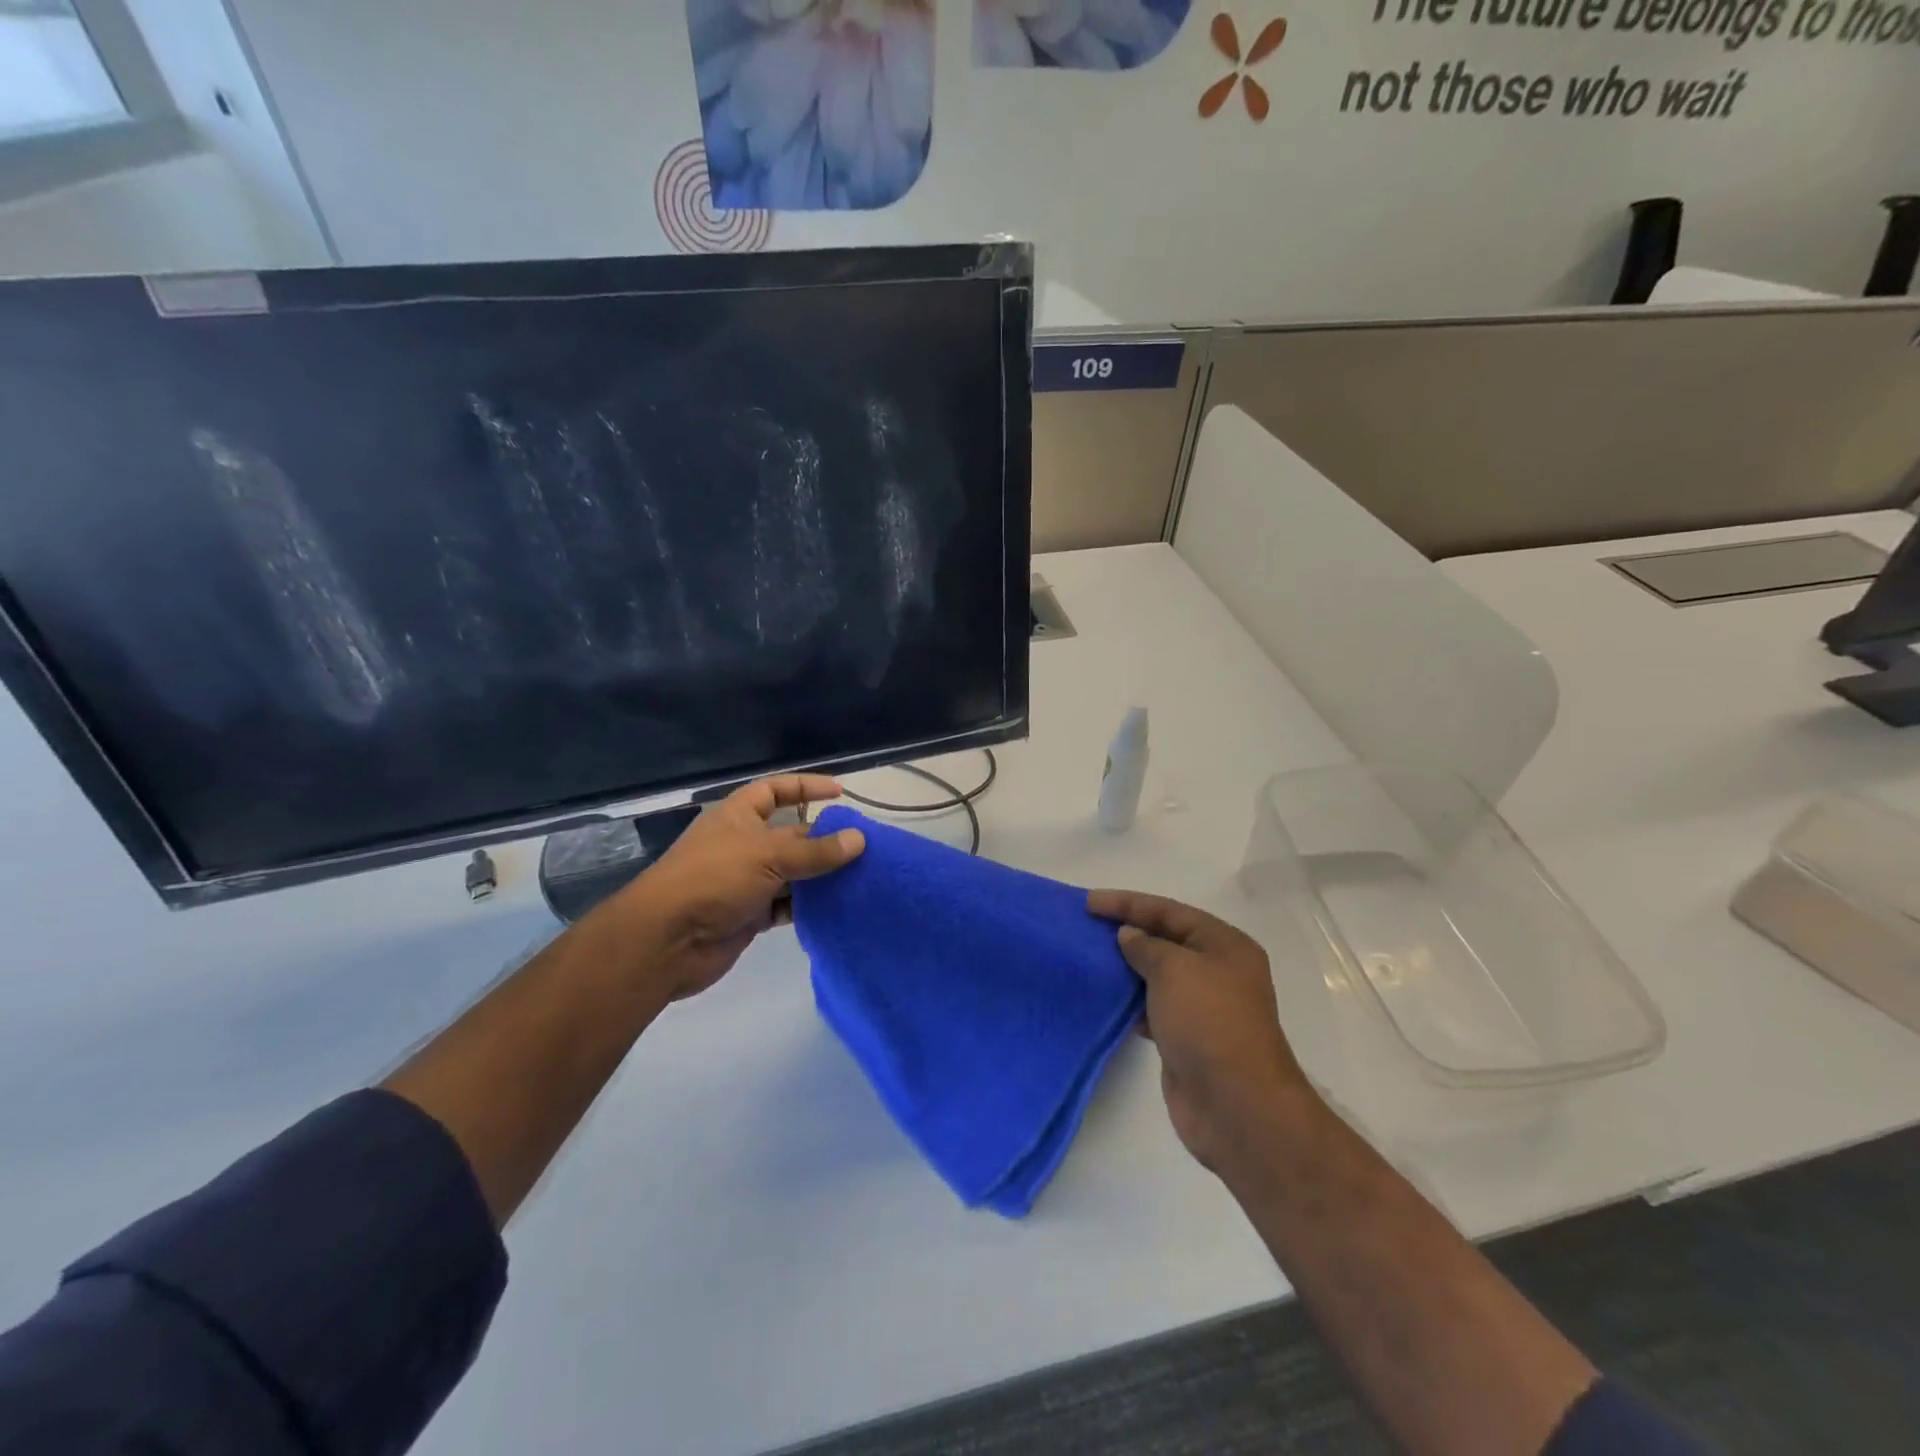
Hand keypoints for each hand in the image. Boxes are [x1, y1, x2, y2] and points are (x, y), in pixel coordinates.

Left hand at [611, 775, 864, 1001]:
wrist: (666, 941)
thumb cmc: (713, 880)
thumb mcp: (768, 855)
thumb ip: (815, 850)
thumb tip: (859, 839)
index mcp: (738, 816)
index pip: (776, 790)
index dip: (806, 787)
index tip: (841, 793)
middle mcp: (744, 844)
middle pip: (791, 834)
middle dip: (825, 838)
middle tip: (865, 846)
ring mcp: (746, 881)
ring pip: (793, 873)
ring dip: (822, 876)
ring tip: (861, 877)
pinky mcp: (750, 915)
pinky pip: (788, 905)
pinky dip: (810, 906)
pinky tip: (838, 908)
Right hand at [1088, 890, 1314, 1173]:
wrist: (1236, 1105)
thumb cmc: (1208, 1022)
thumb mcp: (1174, 969)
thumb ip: (1146, 946)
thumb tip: (1129, 936)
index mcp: (1225, 945)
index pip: (1170, 911)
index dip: (1128, 904)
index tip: (1089, 903)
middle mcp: (1218, 971)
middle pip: (1165, 940)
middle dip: (1127, 932)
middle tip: (1085, 927)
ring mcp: (1204, 1007)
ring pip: (1158, 975)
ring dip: (1126, 967)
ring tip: (1088, 958)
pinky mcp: (1187, 1038)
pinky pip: (1153, 1007)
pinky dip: (1130, 1001)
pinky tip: (1105, 998)